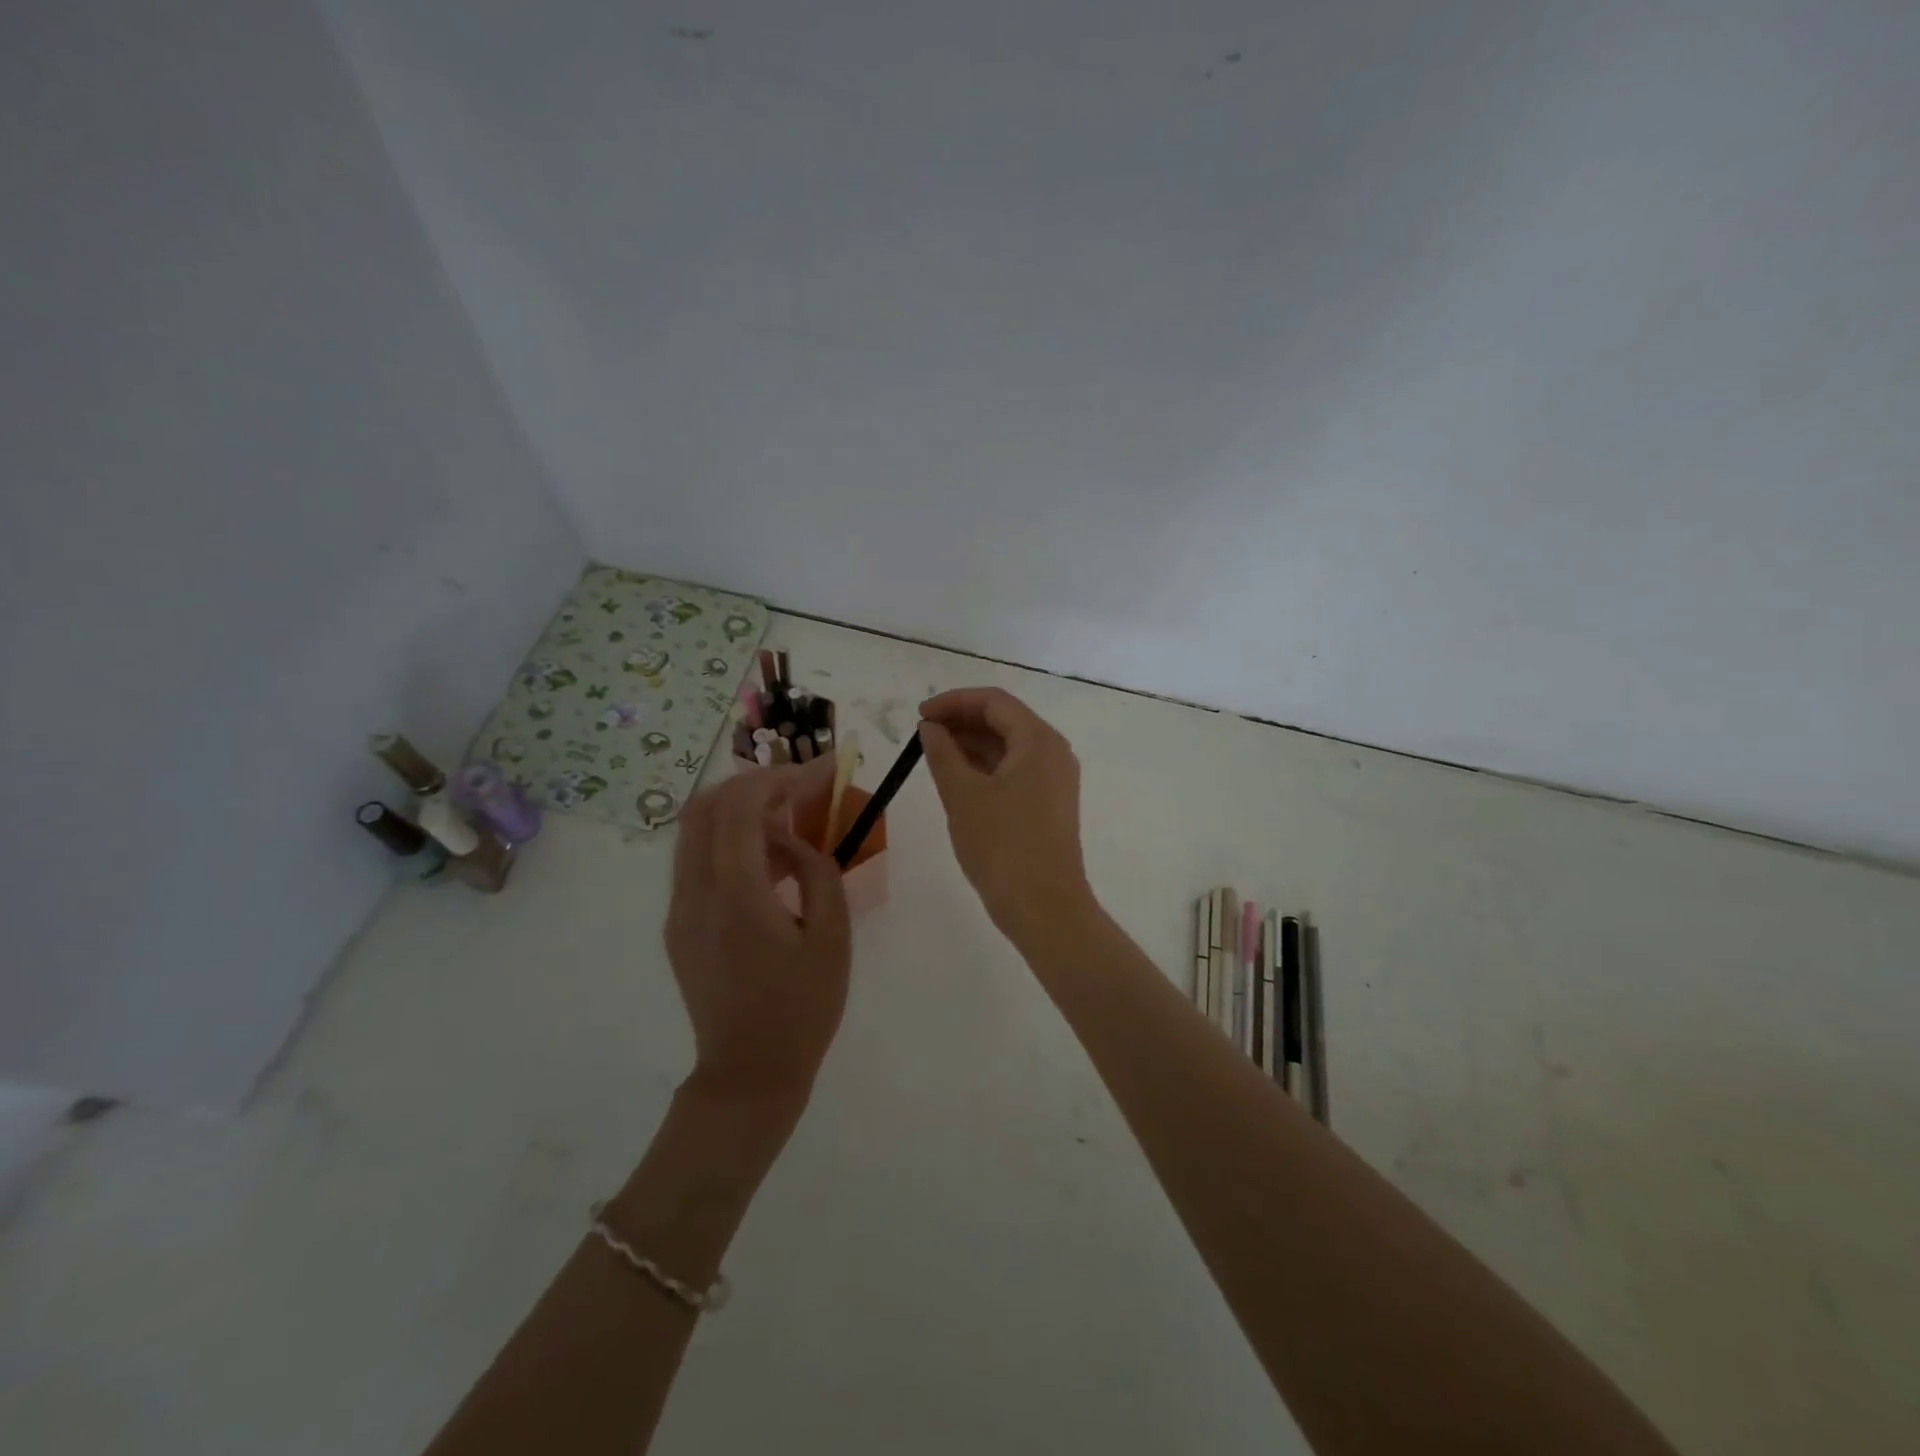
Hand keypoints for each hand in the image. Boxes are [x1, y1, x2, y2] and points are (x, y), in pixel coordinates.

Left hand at [664, 755, 851, 1104]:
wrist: (749, 1073)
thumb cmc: (802, 1008)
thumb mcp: (832, 937)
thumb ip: (818, 871)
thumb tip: (796, 840)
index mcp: (736, 895)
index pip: (742, 806)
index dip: (781, 777)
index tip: (822, 771)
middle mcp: (695, 892)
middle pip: (707, 806)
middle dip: (756, 783)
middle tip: (801, 788)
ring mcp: (679, 908)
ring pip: (695, 830)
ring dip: (740, 809)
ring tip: (789, 820)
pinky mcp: (678, 924)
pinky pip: (697, 860)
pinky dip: (729, 840)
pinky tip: (769, 859)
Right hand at [919, 687, 1096, 940]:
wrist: (1044, 907)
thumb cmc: (1002, 846)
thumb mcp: (962, 795)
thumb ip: (942, 753)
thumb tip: (930, 728)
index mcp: (1038, 740)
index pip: (994, 702)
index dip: (953, 702)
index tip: (919, 715)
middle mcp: (1053, 752)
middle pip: (1005, 720)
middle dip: (962, 721)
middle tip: (923, 734)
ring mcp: (1055, 779)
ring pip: (1009, 746)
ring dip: (972, 744)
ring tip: (934, 754)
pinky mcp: (1049, 803)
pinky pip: (1015, 770)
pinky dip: (985, 767)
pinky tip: (958, 778)